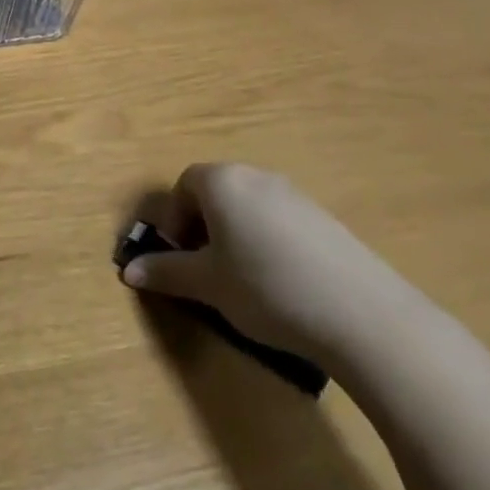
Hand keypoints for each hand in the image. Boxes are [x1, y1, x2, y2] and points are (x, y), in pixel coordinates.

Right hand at [125, 163, 423, 366]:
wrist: (360, 312)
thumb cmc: (265, 287)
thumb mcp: (208, 284)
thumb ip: (167, 272)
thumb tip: (129, 271)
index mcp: (222, 181)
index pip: (183, 185)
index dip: (174, 220)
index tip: (180, 257)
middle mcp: (256, 176)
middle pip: (216, 192)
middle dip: (203, 226)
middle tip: (206, 269)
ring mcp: (294, 194)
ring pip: (248, 206)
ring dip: (235, 234)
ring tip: (243, 279)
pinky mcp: (324, 218)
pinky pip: (279, 220)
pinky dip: (267, 241)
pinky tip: (281, 282)